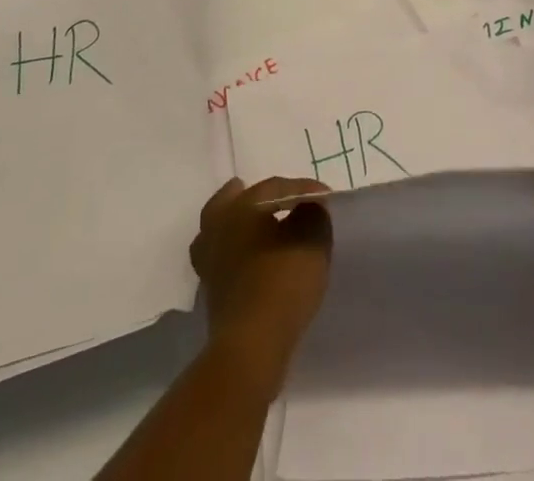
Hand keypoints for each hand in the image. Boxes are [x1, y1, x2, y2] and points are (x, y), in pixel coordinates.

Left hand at [191, 176, 332, 385]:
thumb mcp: (312, 240)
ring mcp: (209, 262)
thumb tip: (308, 206)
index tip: (323, 198)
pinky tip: (254, 263)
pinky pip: (223, 260)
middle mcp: (218, 227)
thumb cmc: (282, 283)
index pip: (274, 187)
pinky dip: (237, 255)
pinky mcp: (210, 292)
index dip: (302, 189)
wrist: (250, 347)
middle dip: (250, 197)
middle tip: (273, 200)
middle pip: (230, 201)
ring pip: (219, 231)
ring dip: (238, 227)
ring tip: (261, 232)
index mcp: (240, 206)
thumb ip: (313, 214)